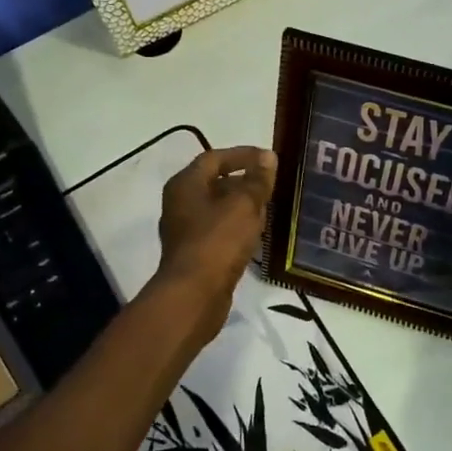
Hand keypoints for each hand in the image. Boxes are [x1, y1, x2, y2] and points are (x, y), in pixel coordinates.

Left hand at [150, 146, 277, 338]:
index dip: (243, 155)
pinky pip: (218, 230)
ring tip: (269, 207)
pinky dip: (237, 226)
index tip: (268, 159)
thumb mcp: (244, 205)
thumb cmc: (218, 241)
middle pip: (214, 182)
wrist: (194, 295)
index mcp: (185, 184)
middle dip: (244, 181)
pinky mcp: (194, 253)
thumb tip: (267, 157)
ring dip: (242, 205)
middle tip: (271, 184)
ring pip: (217, 208)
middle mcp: (180, 203)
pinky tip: (256, 233)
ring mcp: (185, 230)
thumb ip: (257, 180)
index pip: (214, 158)